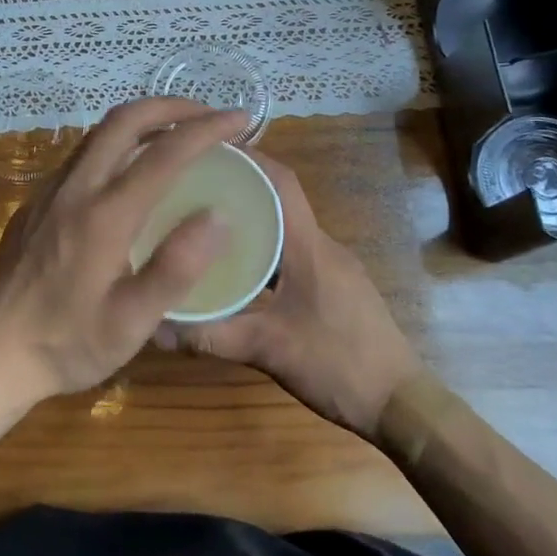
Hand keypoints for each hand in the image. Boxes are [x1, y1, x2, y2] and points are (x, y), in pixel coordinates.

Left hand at [0, 98, 247, 400]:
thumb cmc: (67, 343)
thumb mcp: (131, 322)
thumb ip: (176, 268)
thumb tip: (217, 216)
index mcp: (104, 214)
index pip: (164, 153)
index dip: (207, 129)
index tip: (240, 120)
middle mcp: (75, 188)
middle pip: (124, 120)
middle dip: (172, 107)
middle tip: (208, 116)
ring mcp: (50, 191)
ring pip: (99, 133)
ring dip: (142, 121)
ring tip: (177, 134)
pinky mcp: (36, 202)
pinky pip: (83, 155)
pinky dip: (118, 144)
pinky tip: (131, 171)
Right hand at [151, 155, 421, 439]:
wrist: (401, 403)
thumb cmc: (338, 363)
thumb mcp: (268, 349)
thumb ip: (211, 337)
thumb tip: (155, 326)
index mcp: (309, 246)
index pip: (281, 182)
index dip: (249, 159)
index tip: (208, 152)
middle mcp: (322, 245)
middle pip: (279, 201)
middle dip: (239, 189)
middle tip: (193, 190)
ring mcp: (333, 266)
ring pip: (286, 230)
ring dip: (252, 222)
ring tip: (206, 227)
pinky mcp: (336, 287)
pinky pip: (294, 253)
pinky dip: (266, 250)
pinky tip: (240, 272)